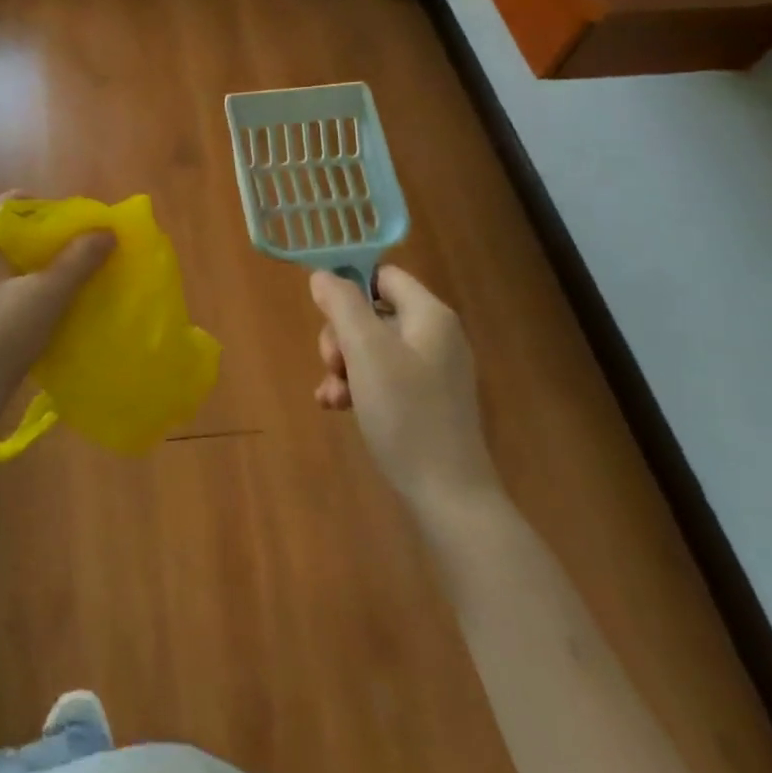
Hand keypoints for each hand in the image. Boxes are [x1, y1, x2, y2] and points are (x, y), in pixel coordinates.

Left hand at [0, 194, 113, 440]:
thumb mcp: (42, 299)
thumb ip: (77, 261)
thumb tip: (108, 230)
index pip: (16, 202)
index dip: (54, 210)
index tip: (86, 230)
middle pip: (14, 230)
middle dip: (53, 240)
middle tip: (89, 255)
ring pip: (9, 261)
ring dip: (43, 267)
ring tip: (78, 280)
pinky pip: (1, 285)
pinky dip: (28, 288)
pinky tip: (52, 307)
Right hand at [312, 265, 497, 508]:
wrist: (449, 497)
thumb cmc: (406, 413)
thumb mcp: (365, 350)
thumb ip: (342, 304)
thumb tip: (322, 276)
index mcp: (429, 315)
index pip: (383, 275)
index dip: (349, 286)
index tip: (323, 314)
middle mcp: (435, 336)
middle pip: (372, 312)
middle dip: (341, 336)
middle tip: (331, 364)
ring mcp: (432, 371)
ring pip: (372, 348)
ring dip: (344, 366)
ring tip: (332, 396)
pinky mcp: (426, 402)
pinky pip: (383, 378)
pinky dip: (358, 387)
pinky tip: (338, 408)